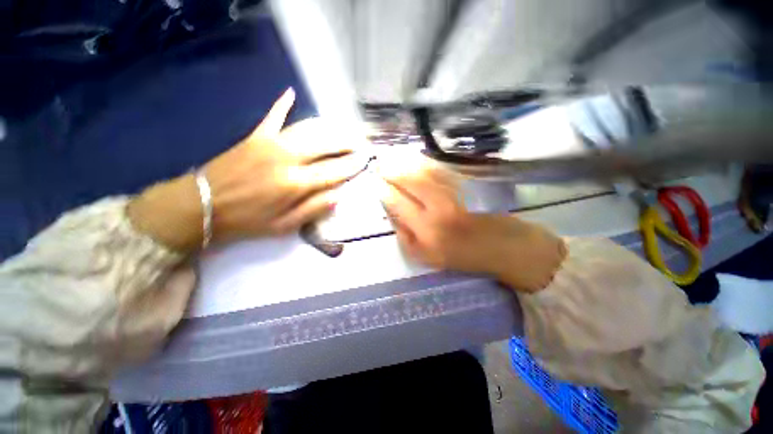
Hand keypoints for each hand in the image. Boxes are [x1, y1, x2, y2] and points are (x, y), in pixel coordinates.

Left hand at [128, 88, 365, 251]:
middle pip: (325, 144)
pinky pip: (272, 116)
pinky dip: (282, 104)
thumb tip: (339, 196)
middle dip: (346, 142)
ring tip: (343, 128)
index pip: (334, 171)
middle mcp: (287, 158)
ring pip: (308, 129)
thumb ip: (314, 209)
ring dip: (329, 127)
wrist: (201, 205)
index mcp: (296, 184)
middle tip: (360, 142)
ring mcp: (271, 143)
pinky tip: (290, 93)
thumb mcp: (284, 226)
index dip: (352, 165)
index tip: (366, 160)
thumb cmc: (247, 220)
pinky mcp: (255, 136)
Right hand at [379, 157, 565, 291]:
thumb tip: (391, 214)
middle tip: (378, 163)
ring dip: (404, 161)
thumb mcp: (427, 257)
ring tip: (390, 157)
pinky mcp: (466, 182)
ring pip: (423, 170)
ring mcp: (454, 191)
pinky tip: (413, 158)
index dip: (383, 190)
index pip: (397, 203)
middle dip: (390, 170)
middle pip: (408, 181)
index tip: (374, 183)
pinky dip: (422, 162)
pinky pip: (439, 169)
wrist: (504, 246)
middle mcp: (438, 207)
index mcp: (427, 229)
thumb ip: (405, 237)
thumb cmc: (463, 256)